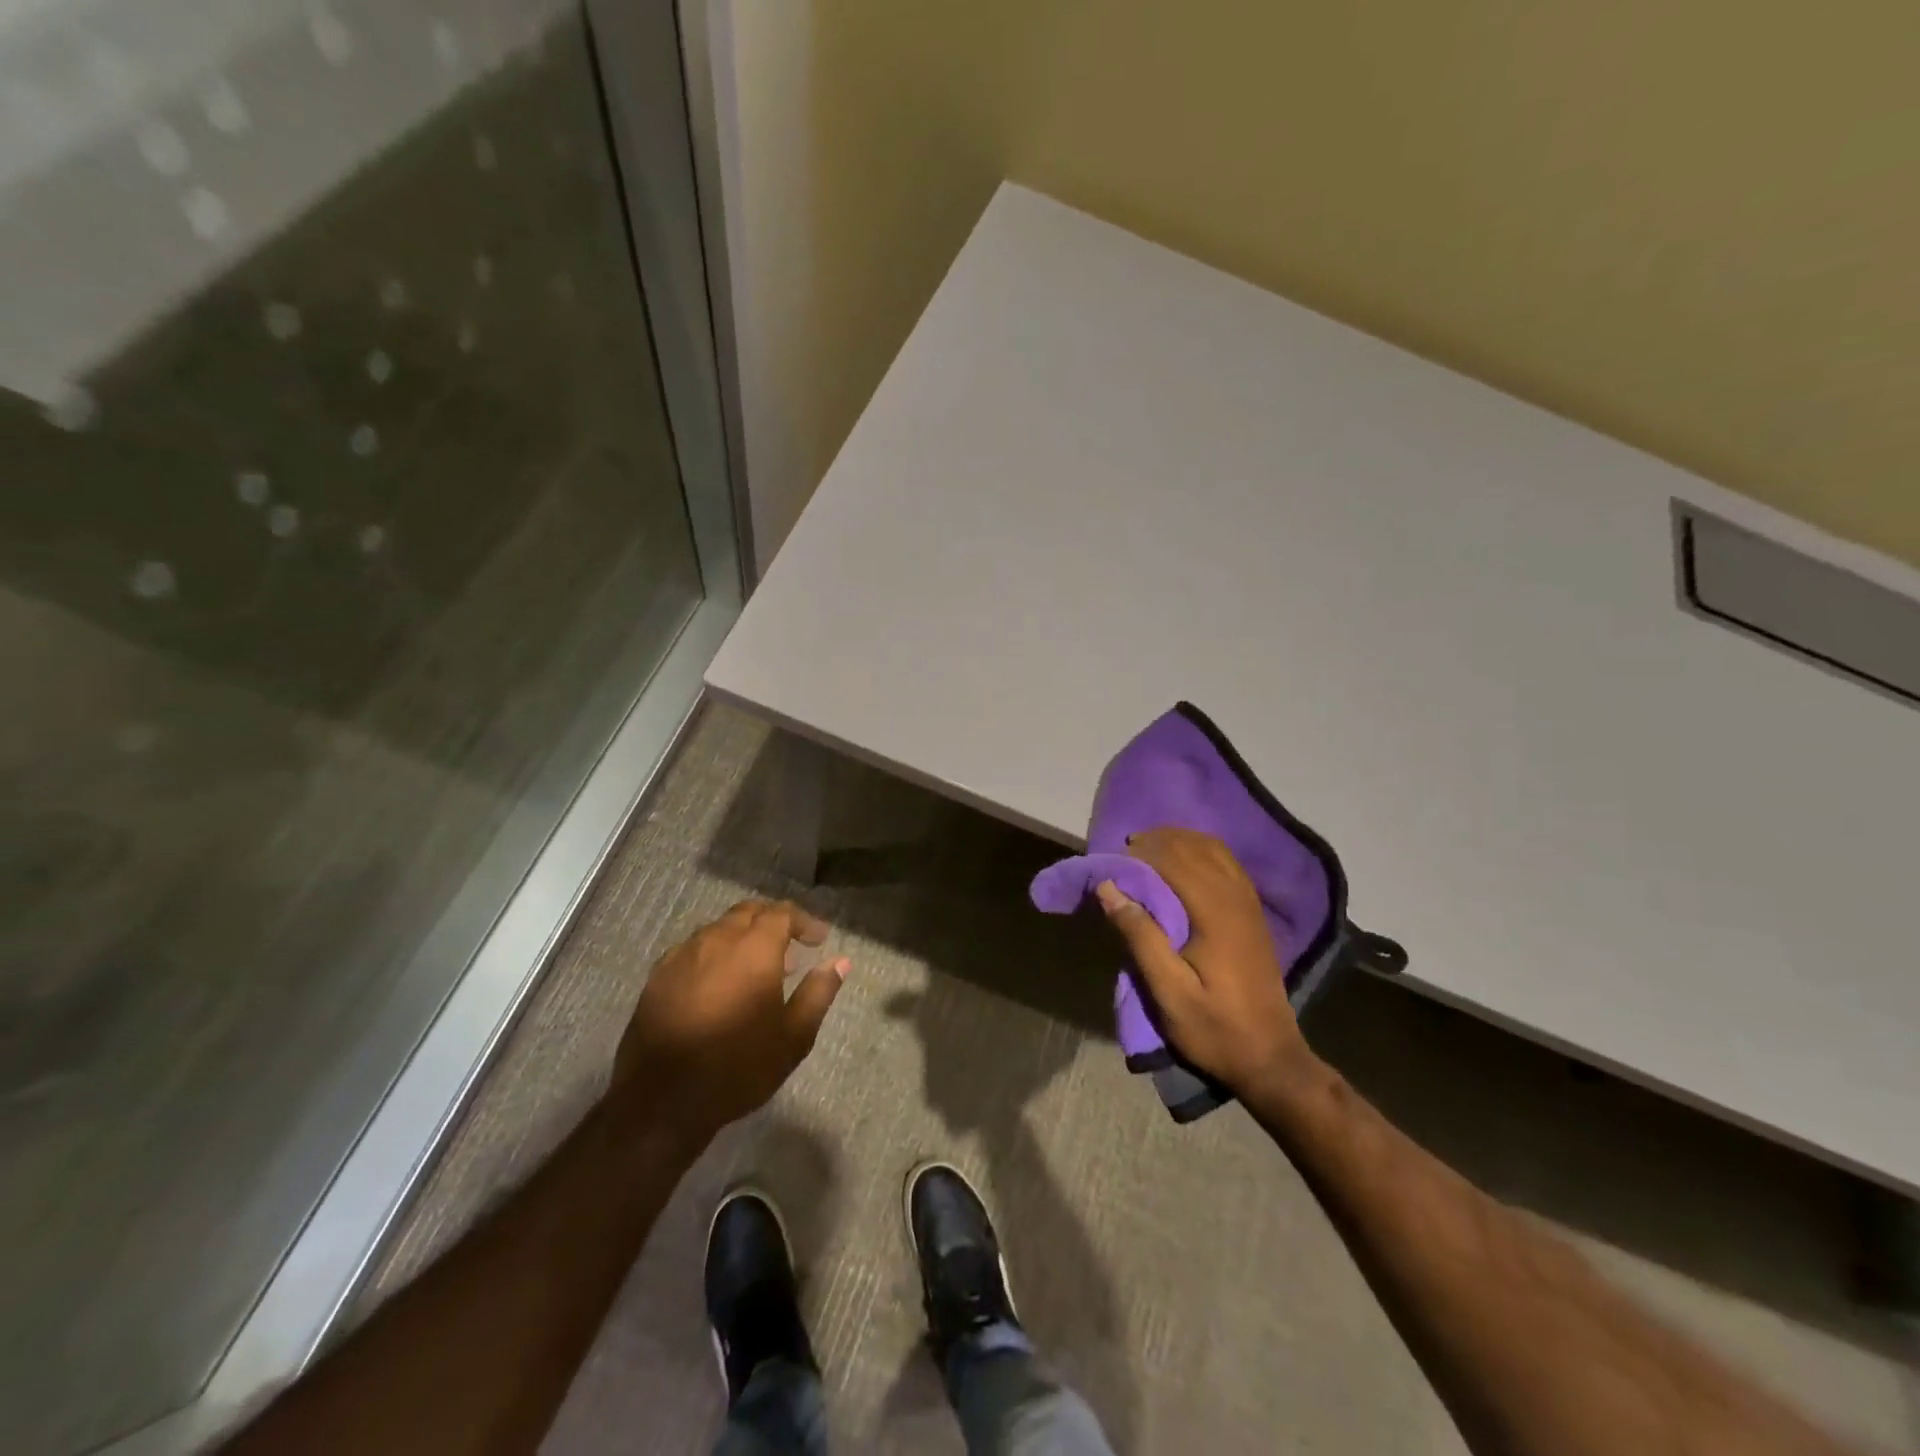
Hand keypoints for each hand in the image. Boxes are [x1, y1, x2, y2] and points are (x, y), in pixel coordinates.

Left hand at [612, 900, 848, 1145]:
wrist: (661, 1101)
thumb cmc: (738, 1068)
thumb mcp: (793, 1037)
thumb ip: (818, 992)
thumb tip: (840, 962)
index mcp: (754, 949)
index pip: (782, 913)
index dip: (804, 921)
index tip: (819, 940)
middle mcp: (717, 940)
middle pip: (749, 912)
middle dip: (773, 920)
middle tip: (791, 945)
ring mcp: (683, 955)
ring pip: (719, 927)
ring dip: (743, 935)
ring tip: (757, 966)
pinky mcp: (658, 975)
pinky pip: (694, 947)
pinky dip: (715, 952)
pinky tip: (719, 981)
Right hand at [1095, 828, 1311, 1097]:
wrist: (1271, 1058)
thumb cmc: (1214, 1028)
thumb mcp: (1168, 993)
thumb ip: (1140, 936)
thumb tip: (1108, 887)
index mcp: (1216, 914)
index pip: (1175, 860)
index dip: (1141, 853)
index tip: (1112, 862)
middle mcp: (1237, 898)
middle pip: (1194, 846)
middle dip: (1157, 841)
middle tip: (1124, 853)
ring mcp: (1250, 902)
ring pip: (1214, 849)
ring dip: (1178, 841)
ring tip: (1147, 851)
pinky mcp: (1254, 911)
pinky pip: (1226, 862)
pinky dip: (1199, 851)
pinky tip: (1181, 862)